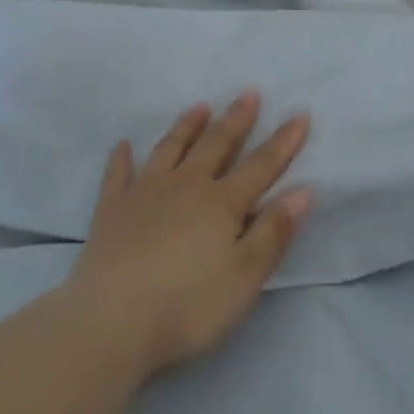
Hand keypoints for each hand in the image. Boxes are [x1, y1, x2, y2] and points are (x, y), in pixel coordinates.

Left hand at [63, 93, 311, 379]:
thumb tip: (302, 191)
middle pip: (216, 145)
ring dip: (187, 126)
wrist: (112, 321)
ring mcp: (145, 192)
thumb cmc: (188, 305)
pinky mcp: (112, 208)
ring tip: (200, 106)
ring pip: (170, 148)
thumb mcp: (244, 277)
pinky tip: (123, 145)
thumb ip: (273, 233)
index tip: (299, 114)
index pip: (261, 166)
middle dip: (236, 119)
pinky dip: (122, 158)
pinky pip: (118, 174)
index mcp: (221, 203)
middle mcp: (186, 185)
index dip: (283, 142)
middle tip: (248, 93)